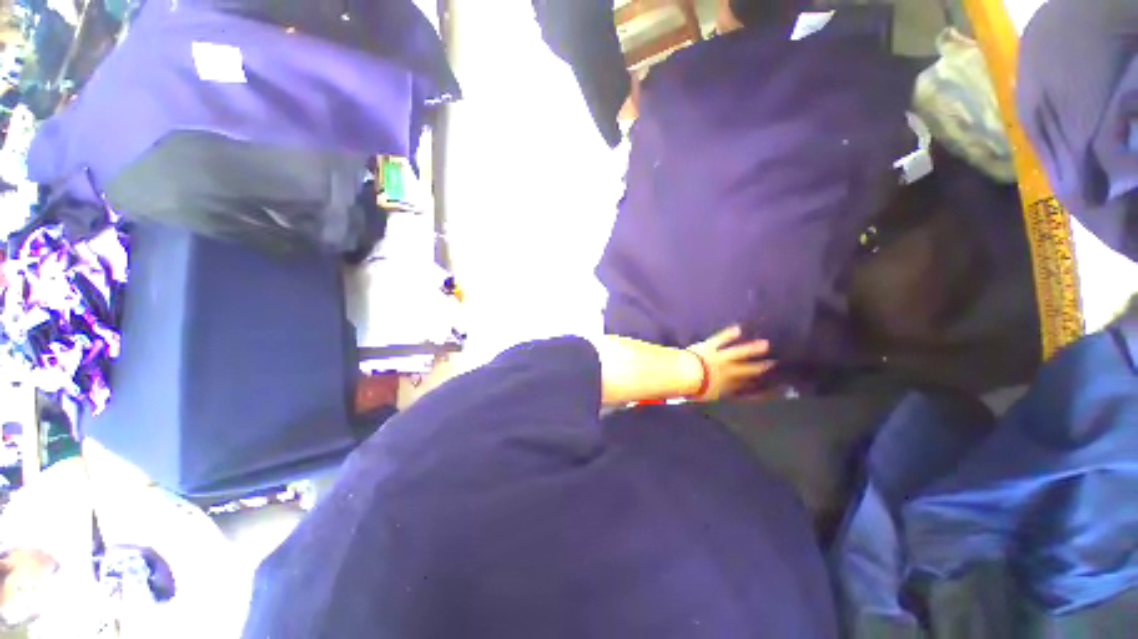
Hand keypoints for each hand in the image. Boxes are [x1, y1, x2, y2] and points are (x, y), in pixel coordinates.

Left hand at [686, 325, 775, 400]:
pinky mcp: (711, 346)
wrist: (686, 375)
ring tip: (766, 344)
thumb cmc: (693, 388)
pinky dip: (729, 333)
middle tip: (773, 363)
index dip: (752, 383)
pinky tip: (737, 328)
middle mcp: (727, 372)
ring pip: (739, 352)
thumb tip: (712, 394)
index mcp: (725, 387)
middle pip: (747, 369)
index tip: (763, 381)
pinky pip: (721, 339)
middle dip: (760, 366)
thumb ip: (711, 394)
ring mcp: (720, 358)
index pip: (742, 385)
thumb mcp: (704, 396)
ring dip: (752, 348)